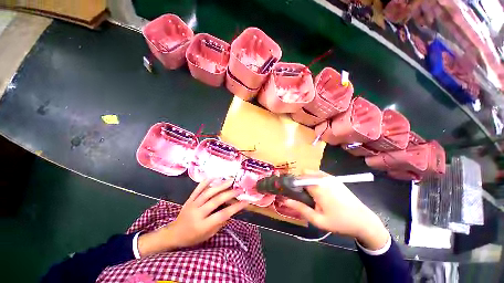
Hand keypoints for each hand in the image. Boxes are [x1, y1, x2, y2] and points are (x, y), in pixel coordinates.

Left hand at [138, 179, 247, 256]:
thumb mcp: (208, 235)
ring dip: (220, 185)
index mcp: (203, 225)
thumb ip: (220, 222)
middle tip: (239, 189)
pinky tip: (214, 177)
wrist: (174, 234)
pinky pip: (198, 189)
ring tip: (230, 180)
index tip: (245, 202)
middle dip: (230, 193)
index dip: (235, 207)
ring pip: (208, 192)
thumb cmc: (193, 237)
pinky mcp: (189, 199)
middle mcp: (198, 213)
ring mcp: (193, 204)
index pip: (223, 214)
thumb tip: (231, 210)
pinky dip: (206, 182)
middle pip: (216, 200)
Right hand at [282, 171, 389, 249]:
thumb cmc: (340, 222)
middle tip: (304, 196)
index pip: (298, 179)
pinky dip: (314, 179)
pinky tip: (320, 191)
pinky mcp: (334, 178)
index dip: (294, 185)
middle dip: (300, 182)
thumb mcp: (318, 220)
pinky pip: (318, 174)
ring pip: (310, 173)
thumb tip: (285, 200)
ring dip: (307, 180)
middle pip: (303, 174)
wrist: (364, 221)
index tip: (294, 194)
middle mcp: (322, 177)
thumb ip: (300, 208)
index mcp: (317, 186)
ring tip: (312, 195)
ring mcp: (329, 176)